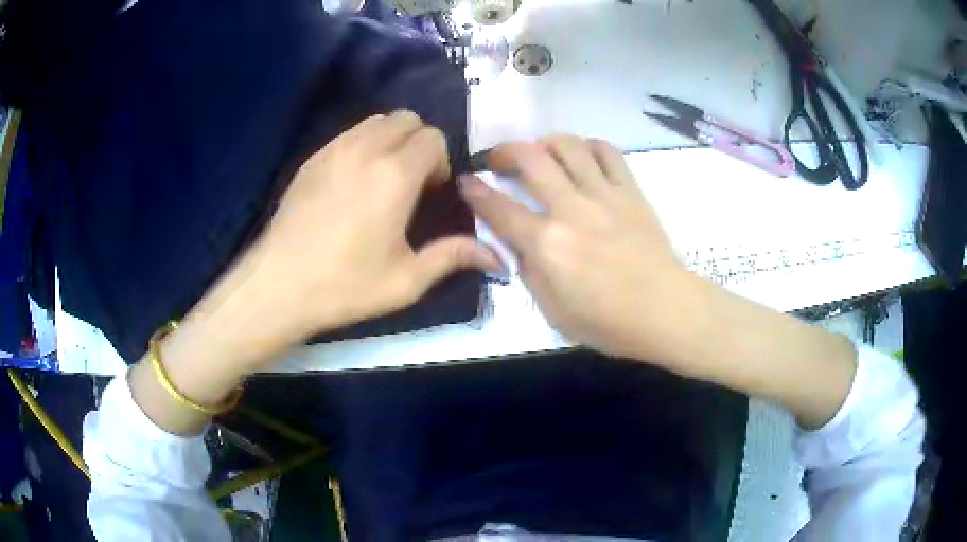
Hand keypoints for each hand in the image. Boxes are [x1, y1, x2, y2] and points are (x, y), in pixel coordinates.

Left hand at [130, 111, 501, 433]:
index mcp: (395, 175)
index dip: (440, 161)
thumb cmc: (345, 285)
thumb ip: (453, 258)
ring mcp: (334, 149)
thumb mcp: (406, 280)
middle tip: (410, 181)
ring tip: (383, 178)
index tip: (430, 192)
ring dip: (390, 139)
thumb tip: (497, 258)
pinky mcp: (313, 158)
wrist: (279, 284)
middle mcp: (366, 149)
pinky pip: (349, 133)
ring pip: (376, 120)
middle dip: (419, 143)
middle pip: (406, 119)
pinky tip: (353, 181)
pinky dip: (363, 143)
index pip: (433, 137)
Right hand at [461, 137, 855, 428]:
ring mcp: (604, 195)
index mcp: (548, 245)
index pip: (499, 208)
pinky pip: (608, 152)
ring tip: (539, 154)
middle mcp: (571, 210)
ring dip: (544, 142)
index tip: (466, 180)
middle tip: (497, 159)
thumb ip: (529, 272)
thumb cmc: (609, 323)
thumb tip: (518, 243)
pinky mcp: (631, 191)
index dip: (475, 191)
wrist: (666, 311)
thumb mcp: (553, 312)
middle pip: (530, 158)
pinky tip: (581, 157)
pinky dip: (588, 146)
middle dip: (503, 151)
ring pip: (568, 145)